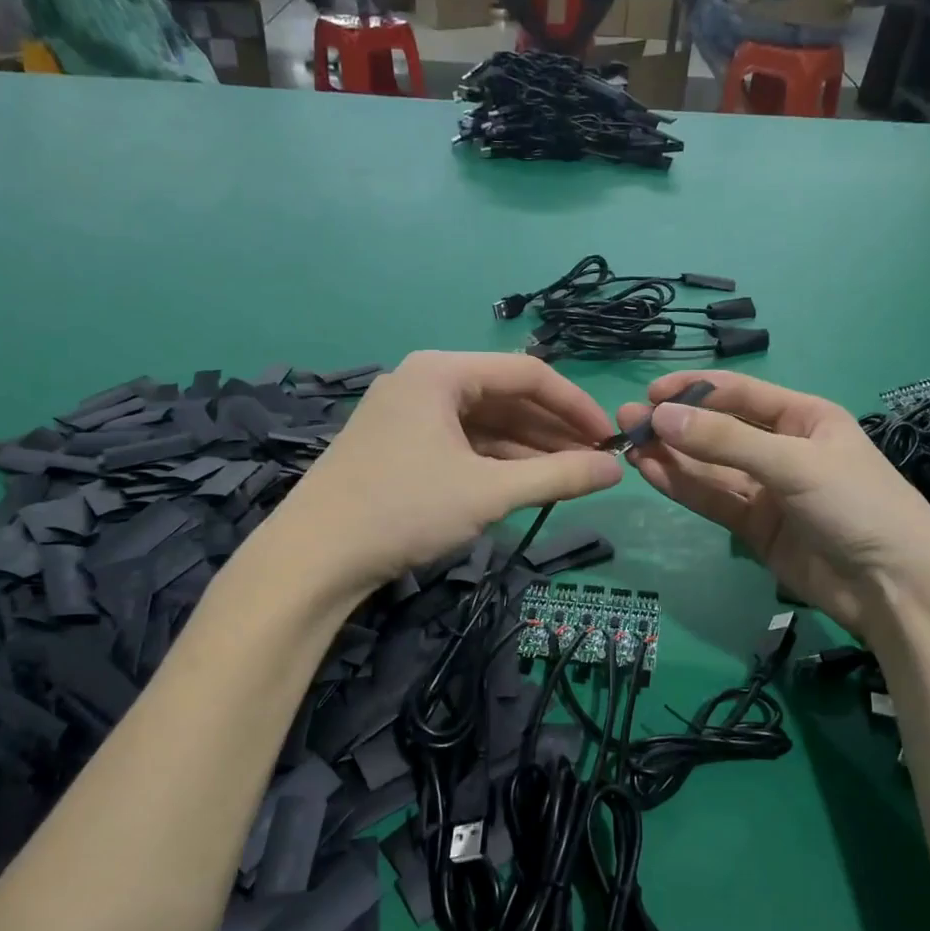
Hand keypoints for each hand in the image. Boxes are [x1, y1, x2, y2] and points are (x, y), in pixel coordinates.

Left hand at [258, 352, 622, 597]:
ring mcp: (407, 414)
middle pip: (505, 396)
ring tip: (569, 476)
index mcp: (441, 372)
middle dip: (553, 430)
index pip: (527, 374)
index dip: (575, 405)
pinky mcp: (398, 446)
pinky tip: (525, 482)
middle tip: (594, 461)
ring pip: (484, 423)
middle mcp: (423, 381)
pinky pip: (461, 443)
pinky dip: (495, 461)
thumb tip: (617, 470)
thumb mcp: (489, 492)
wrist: (313, 558)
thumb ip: (558, 476)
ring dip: (528, 447)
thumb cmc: (404, 510)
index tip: (609, 438)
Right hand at [616, 372, 929, 631]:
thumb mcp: (794, 463)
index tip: (651, 392)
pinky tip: (650, 471)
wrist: (894, 587)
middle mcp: (782, 449)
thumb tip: (661, 415)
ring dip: (671, 455)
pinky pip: (713, 499)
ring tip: (627, 443)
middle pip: (719, 431)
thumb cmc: (857, 505)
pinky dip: (682, 486)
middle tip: (626, 419)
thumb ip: (725, 441)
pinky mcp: (755, 528)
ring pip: (710, 468)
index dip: (695, 389)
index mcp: (804, 418)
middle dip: (675, 424)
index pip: (740, 394)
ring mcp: (767, 490)